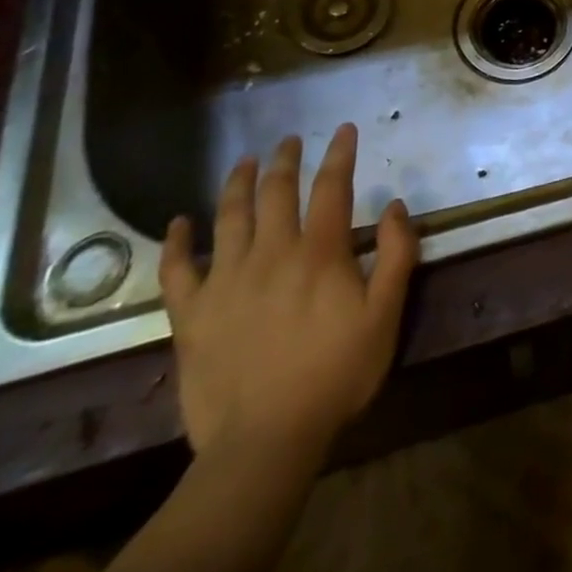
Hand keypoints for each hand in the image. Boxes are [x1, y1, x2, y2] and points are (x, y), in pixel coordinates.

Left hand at [158, 125, 418, 465]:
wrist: (265, 442)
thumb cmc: (335, 375)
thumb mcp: (385, 316)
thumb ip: (395, 256)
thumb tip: (395, 206)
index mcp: (319, 252)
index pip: (332, 187)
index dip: (340, 154)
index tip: (346, 129)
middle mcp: (271, 253)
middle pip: (277, 191)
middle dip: (286, 160)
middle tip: (290, 141)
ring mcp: (226, 281)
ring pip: (229, 217)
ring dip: (238, 183)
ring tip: (245, 162)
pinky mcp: (192, 315)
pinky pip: (176, 270)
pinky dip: (175, 242)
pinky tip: (177, 222)